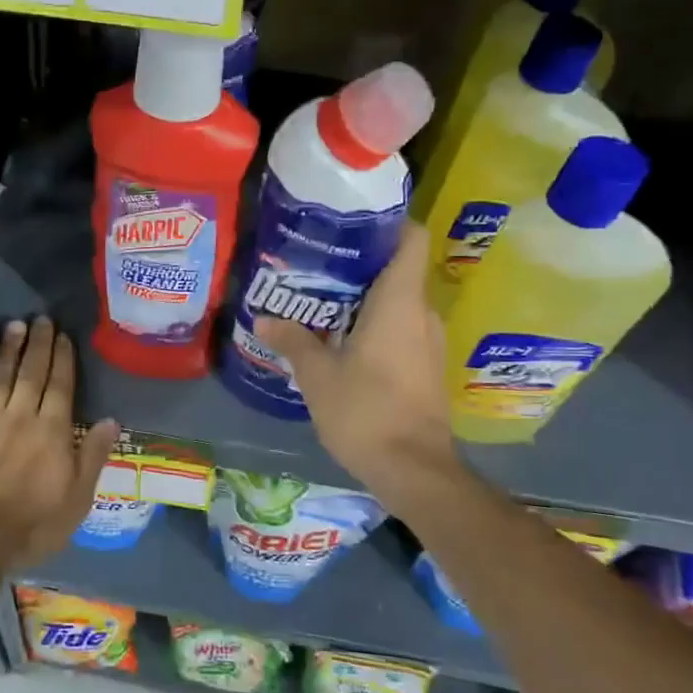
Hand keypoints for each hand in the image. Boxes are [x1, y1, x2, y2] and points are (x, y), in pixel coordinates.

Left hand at [0, 316, 120, 576]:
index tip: (63, 335)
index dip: (62, 358)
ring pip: (1, 374)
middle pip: (32, 371)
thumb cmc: (28, 528)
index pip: (61, 384)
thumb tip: (111, 420)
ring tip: (15, 326)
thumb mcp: (75, 502)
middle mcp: (21, 415)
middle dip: (38, 343)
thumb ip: (93, 458)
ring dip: (9, 348)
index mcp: (52, 431)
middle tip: (41, 319)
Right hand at [254, 223, 466, 515]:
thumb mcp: (317, 375)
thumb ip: (293, 340)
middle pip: (398, 269)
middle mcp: (421, 314)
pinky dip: (374, 323)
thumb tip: (264, 319)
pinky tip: (339, 337)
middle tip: (317, 262)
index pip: (411, 239)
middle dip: (360, 262)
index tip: (351, 221)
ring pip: (398, 301)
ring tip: (321, 298)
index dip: (388, 221)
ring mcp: (428, 341)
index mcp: (400, 302)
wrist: (414, 470)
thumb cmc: (366, 411)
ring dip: (365, 297)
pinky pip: (400, 328)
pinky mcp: (425, 366)